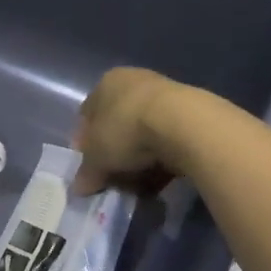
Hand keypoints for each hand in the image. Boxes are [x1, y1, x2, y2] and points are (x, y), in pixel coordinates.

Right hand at [74, 67, 191, 194]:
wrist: (184, 125)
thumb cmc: (126, 131)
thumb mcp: (96, 158)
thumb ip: (87, 173)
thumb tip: (80, 188)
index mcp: (106, 83)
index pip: (88, 114)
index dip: (86, 143)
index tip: (89, 166)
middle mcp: (135, 82)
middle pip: (117, 124)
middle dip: (114, 153)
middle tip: (112, 177)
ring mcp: (165, 95)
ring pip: (144, 134)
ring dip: (139, 160)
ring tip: (137, 184)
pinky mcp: (190, 114)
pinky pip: (167, 141)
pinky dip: (161, 160)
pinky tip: (159, 180)